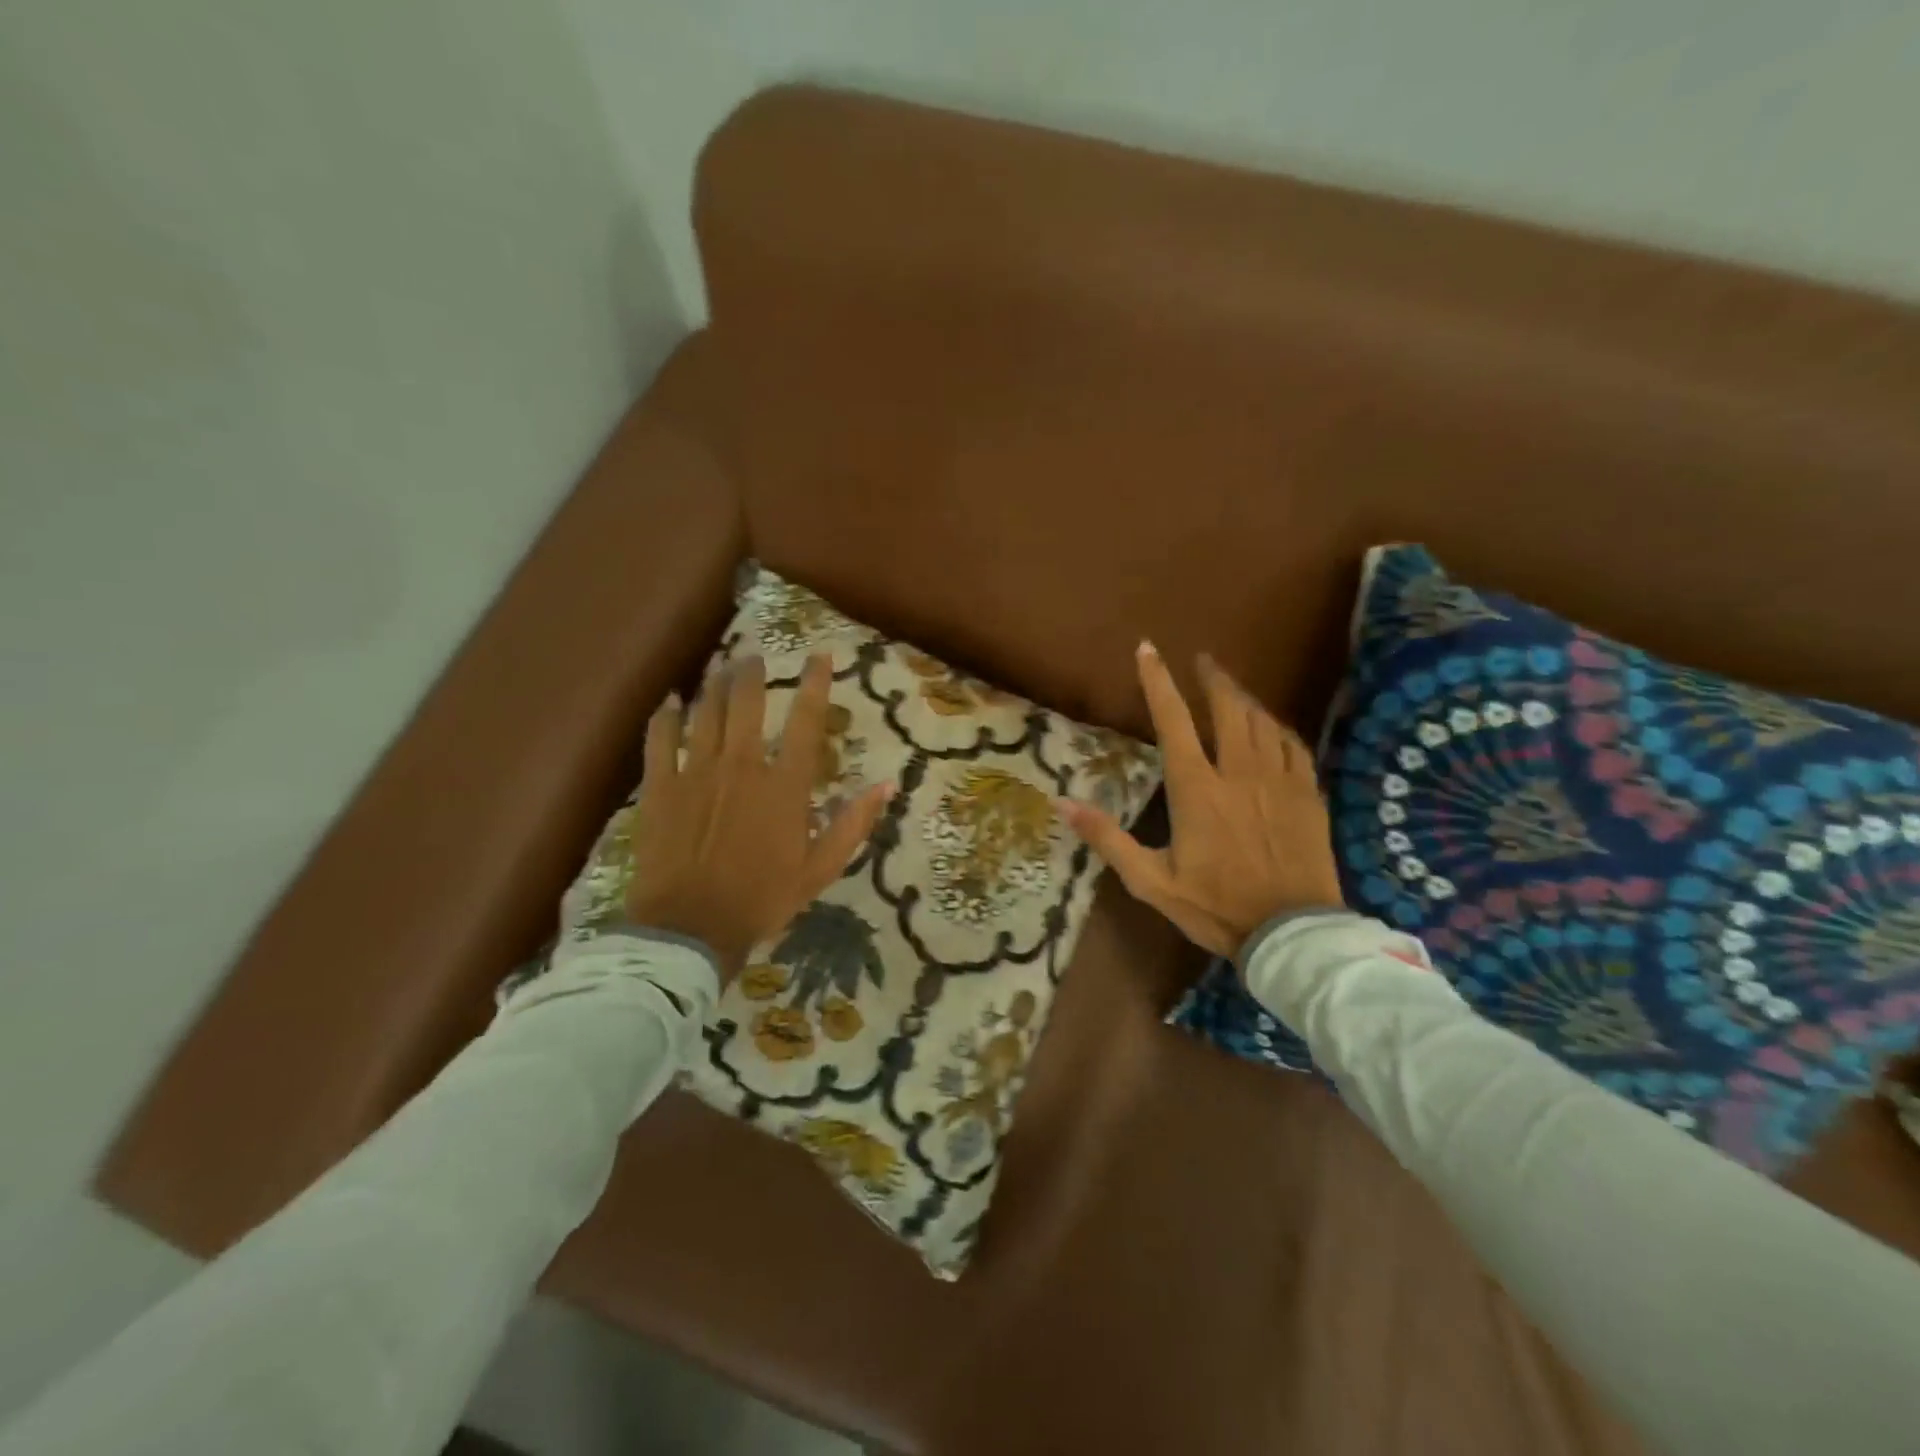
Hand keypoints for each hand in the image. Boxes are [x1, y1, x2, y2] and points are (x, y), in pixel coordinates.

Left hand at [624, 654, 890, 980]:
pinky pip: (660, 740)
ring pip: (705, 714)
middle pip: (746, 704)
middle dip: (751, 674)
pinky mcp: (660, 788)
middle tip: (752, 657)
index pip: (805, 721)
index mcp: (784, 786)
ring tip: (720, 668)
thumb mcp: (820, 869)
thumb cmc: (762, 900)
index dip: (815, 684)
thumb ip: (853, 823)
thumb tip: (887, 785)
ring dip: (714, 686)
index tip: (820, 656)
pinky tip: (670, 701)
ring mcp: (696, 773)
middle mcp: (742, 767)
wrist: (690, 929)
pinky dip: (665, 716)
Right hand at [1055, 642, 1344, 956]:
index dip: (1158, 682)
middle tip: (1202, 660)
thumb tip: (1062, 803)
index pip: (1173, 721)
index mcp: (1196, 789)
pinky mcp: (1307, 794)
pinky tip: (1271, 727)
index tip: (1149, 649)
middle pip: (1227, 708)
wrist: (1292, 933)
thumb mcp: (1150, 881)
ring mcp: (1278, 780)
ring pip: (1261, 721)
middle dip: (1212, 678)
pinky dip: (1276, 727)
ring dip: (1243, 698)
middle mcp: (1238, 772)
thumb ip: (1107, 838)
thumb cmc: (1215, 906)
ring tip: (1231, 687)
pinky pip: (1292, 745)